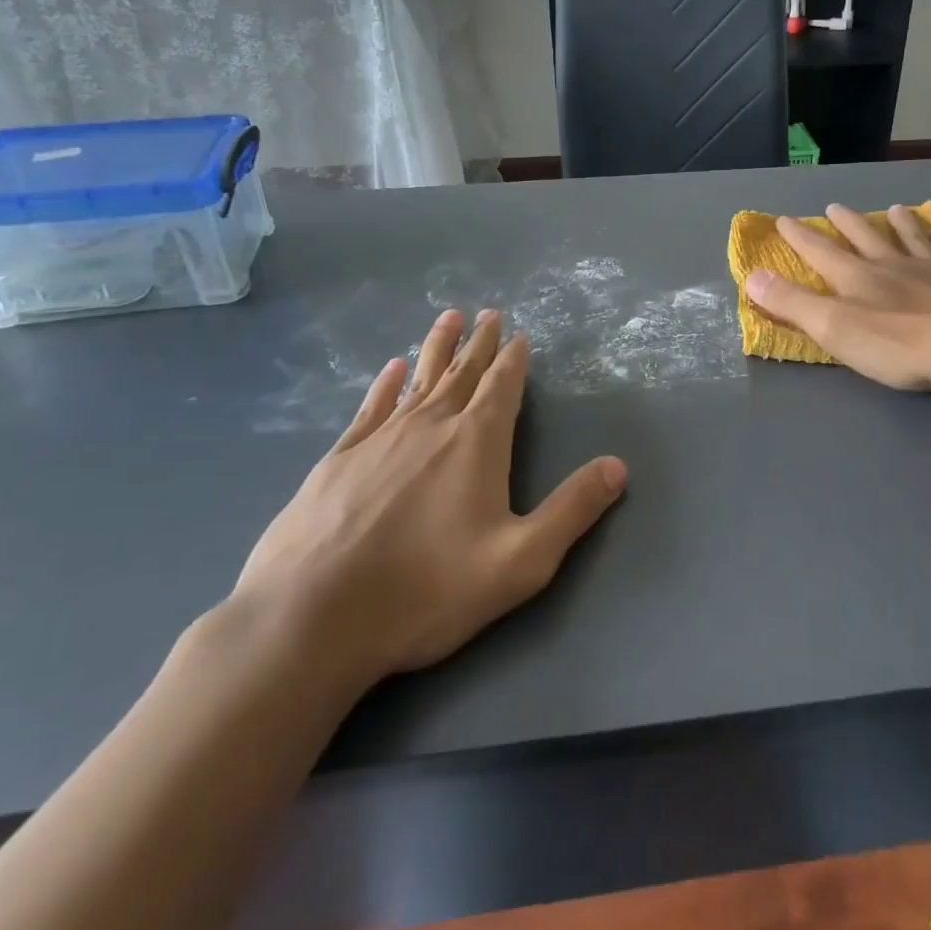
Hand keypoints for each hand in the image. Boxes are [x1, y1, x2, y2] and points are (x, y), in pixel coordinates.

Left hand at [231, 309, 625, 702]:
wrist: (312, 616)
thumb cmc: (427, 590)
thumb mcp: (520, 561)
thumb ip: (572, 510)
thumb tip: (618, 466)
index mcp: (476, 443)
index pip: (502, 387)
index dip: (513, 360)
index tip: (519, 334)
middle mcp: (430, 426)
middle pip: (462, 373)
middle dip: (479, 343)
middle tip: (489, 313)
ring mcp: (379, 438)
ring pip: (417, 380)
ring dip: (436, 348)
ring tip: (448, 319)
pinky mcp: (338, 459)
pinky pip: (370, 407)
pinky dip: (385, 384)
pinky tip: (390, 369)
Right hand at [745, 204, 930, 392]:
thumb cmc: (898, 345)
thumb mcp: (834, 328)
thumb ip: (792, 303)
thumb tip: (751, 275)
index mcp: (858, 277)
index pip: (820, 252)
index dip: (799, 237)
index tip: (783, 220)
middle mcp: (894, 264)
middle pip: (866, 237)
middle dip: (847, 223)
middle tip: (834, 207)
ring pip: (912, 237)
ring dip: (899, 223)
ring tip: (894, 209)